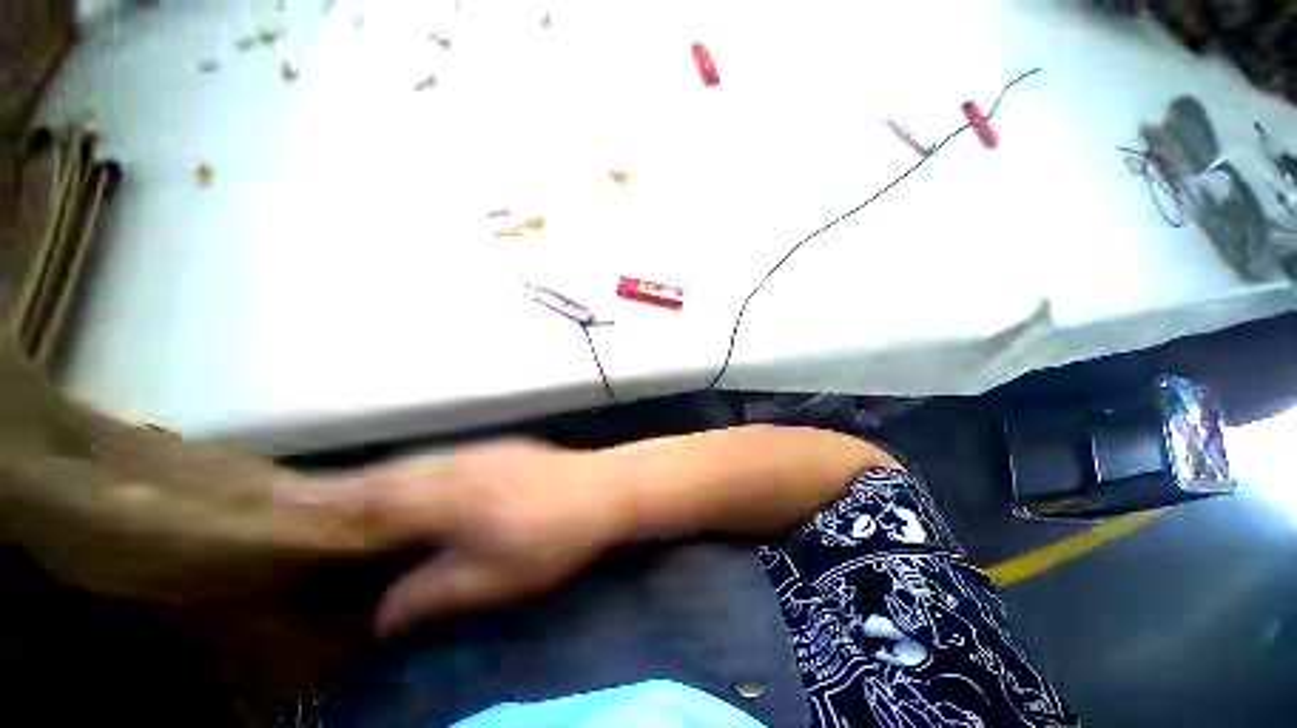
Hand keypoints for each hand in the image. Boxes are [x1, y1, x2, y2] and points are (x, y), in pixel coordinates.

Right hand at [279, 440, 622, 634]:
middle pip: (387, 475)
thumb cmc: (554, 536)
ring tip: (339, 490)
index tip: (277, 502)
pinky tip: (409, 479)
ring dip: (373, 475)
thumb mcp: (496, 578)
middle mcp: (458, 466)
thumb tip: (380, 615)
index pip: (373, 503)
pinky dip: (410, 469)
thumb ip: (434, 593)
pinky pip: (439, 458)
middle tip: (293, 495)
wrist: (603, 487)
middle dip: (339, 485)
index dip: (324, 504)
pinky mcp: (498, 449)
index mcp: (450, 500)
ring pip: (413, 462)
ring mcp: (481, 452)